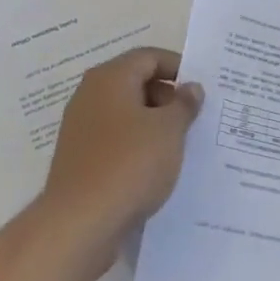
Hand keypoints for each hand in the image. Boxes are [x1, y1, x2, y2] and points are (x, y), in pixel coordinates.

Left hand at [40, 47, 202, 252]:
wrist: (79, 223)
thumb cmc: (129, 164)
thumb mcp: (169, 130)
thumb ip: (184, 104)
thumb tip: (191, 88)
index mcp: (110, 77)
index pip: (149, 57)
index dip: (177, 67)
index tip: (200, 88)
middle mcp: (90, 94)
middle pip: (135, 82)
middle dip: (167, 97)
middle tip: (194, 119)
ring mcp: (81, 127)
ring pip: (125, 113)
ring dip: (153, 124)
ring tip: (179, 145)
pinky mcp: (79, 157)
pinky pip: (115, 139)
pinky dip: (136, 145)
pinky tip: (155, 168)